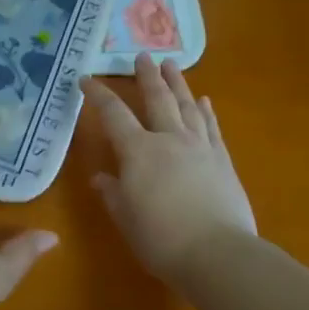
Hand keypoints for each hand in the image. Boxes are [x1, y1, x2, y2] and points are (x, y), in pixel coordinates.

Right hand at [82, 55, 255, 284]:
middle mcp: (168, 140)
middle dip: (147, 76)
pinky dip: (206, 112)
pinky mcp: (222, 160)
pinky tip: (204, 101)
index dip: (98, 95)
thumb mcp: (125, 218)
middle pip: (156, 99)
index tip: (86, 79)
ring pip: (186, 106)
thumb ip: (112, 194)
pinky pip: (211, 128)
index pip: (113, 115)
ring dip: (178, 83)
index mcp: (138, 151)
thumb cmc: (160, 239)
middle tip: (142, 56)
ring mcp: (199, 147)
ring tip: (172, 64)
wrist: (217, 253)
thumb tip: (100, 178)